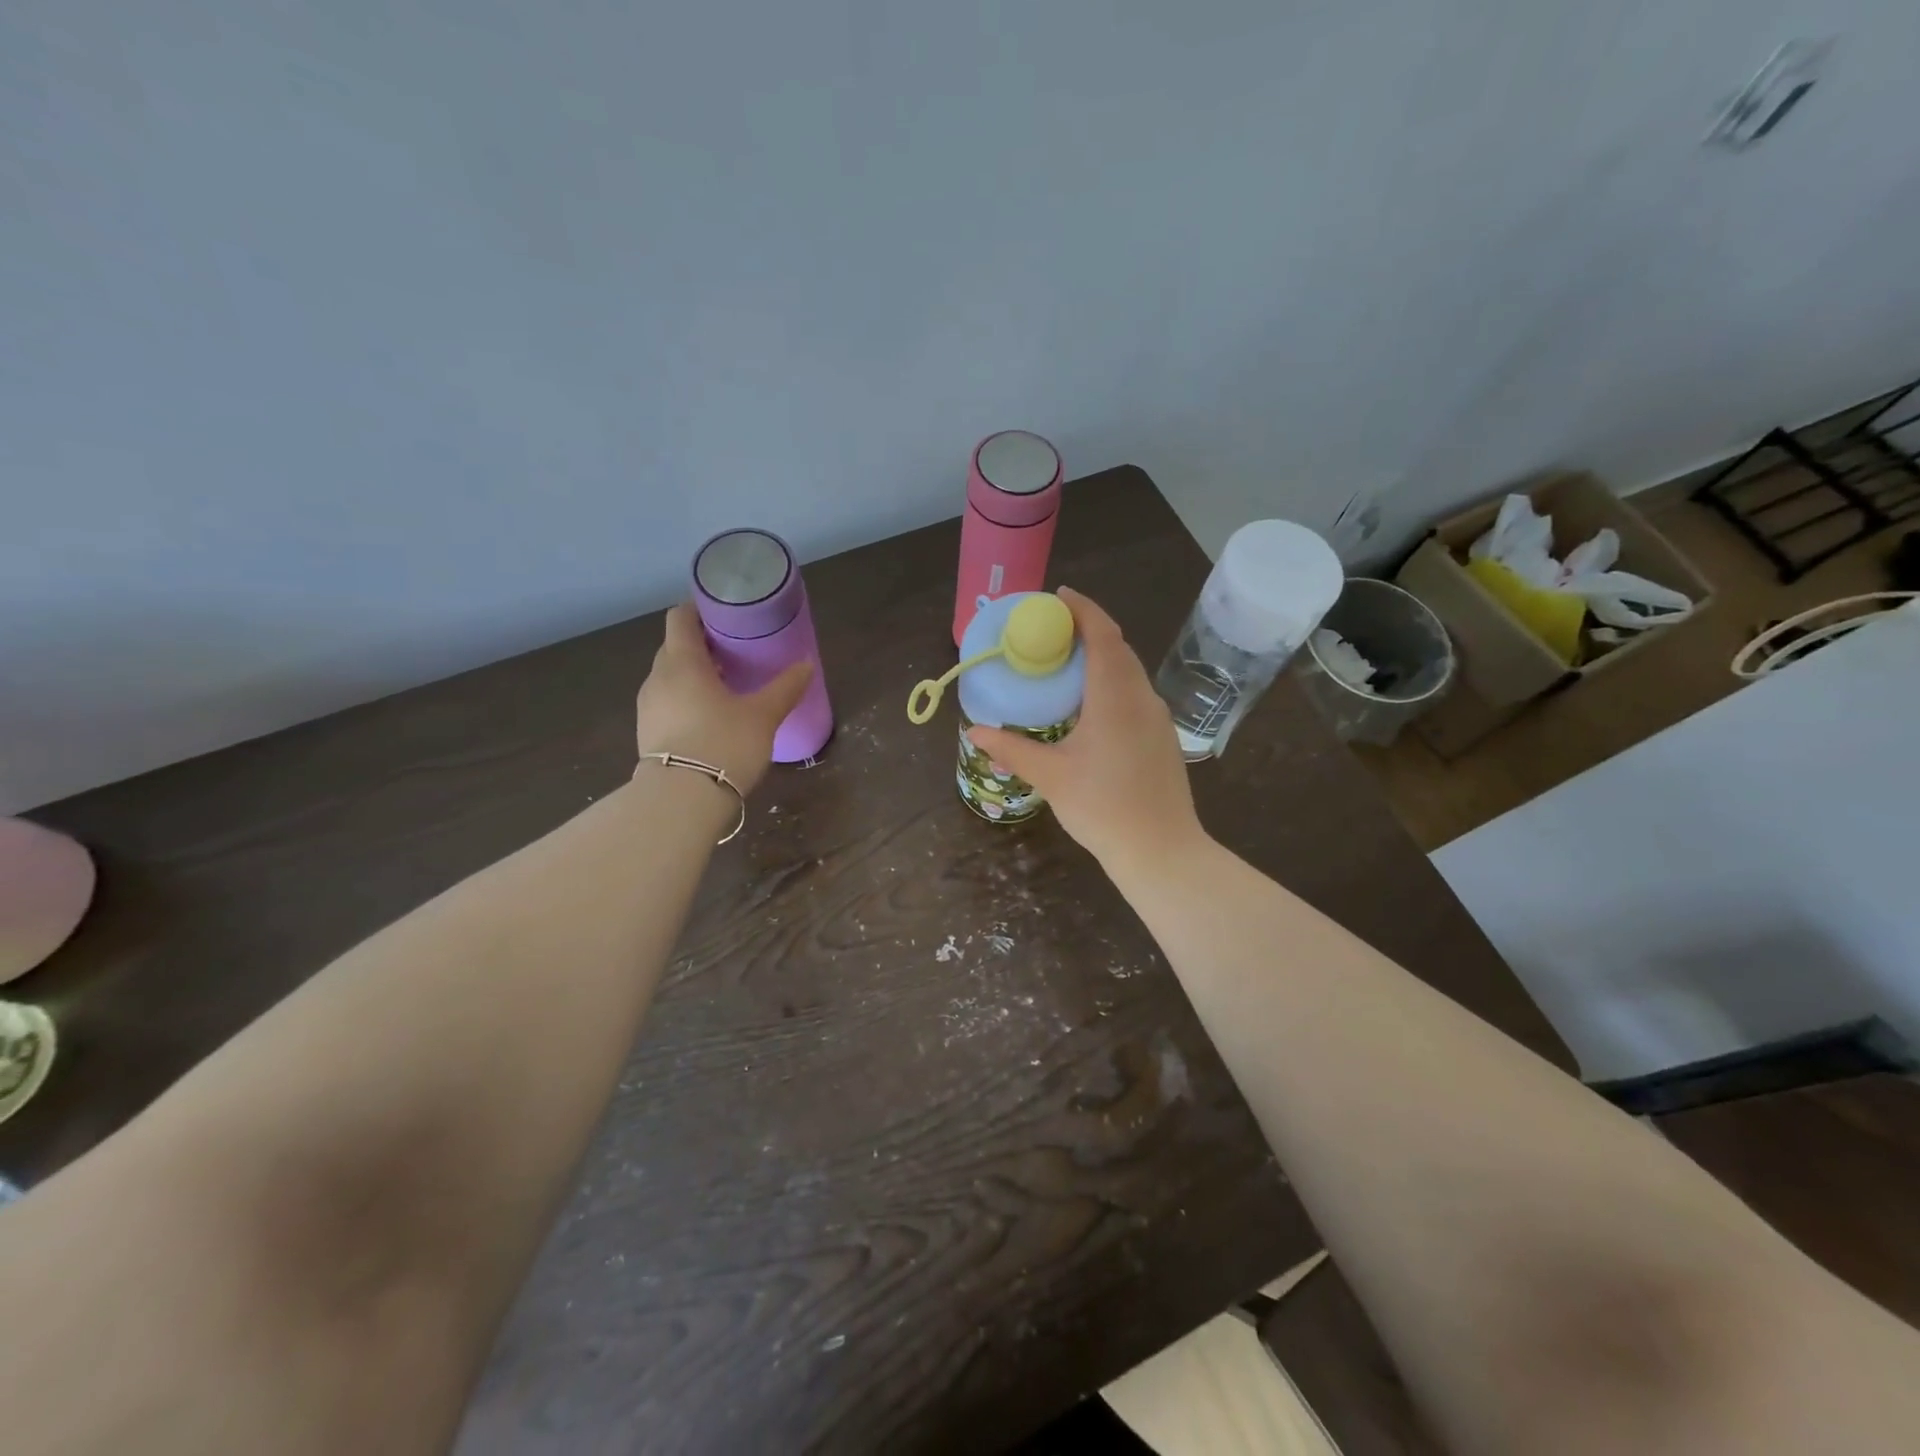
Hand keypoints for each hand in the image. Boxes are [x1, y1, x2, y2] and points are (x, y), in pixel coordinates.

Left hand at [634, 604, 811, 793]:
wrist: (682, 800)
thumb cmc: (724, 744)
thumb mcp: (763, 715)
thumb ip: (785, 688)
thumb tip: (806, 665)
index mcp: (682, 662)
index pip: (680, 618)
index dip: (699, 609)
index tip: (724, 613)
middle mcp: (658, 678)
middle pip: (675, 647)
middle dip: (701, 645)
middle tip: (733, 651)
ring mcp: (648, 707)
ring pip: (670, 677)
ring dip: (693, 675)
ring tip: (726, 685)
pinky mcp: (648, 734)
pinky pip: (667, 702)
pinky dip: (686, 699)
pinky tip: (710, 716)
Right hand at [967, 588, 1204, 877]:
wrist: (1161, 851)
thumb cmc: (1103, 808)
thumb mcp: (1051, 776)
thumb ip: (1012, 749)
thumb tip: (976, 731)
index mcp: (1115, 696)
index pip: (1103, 634)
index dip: (1082, 609)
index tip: (1058, 596)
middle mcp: (1142, 697)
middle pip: (1118, 647)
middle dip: (1087, 629)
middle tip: (1051, 630)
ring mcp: (1157, 718)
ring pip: (1129, 671)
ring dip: (1101, 657)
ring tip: (1065, 663)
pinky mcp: (1161, 737)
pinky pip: (1134, 693)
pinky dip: (1111, 681)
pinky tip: (1089, 704)